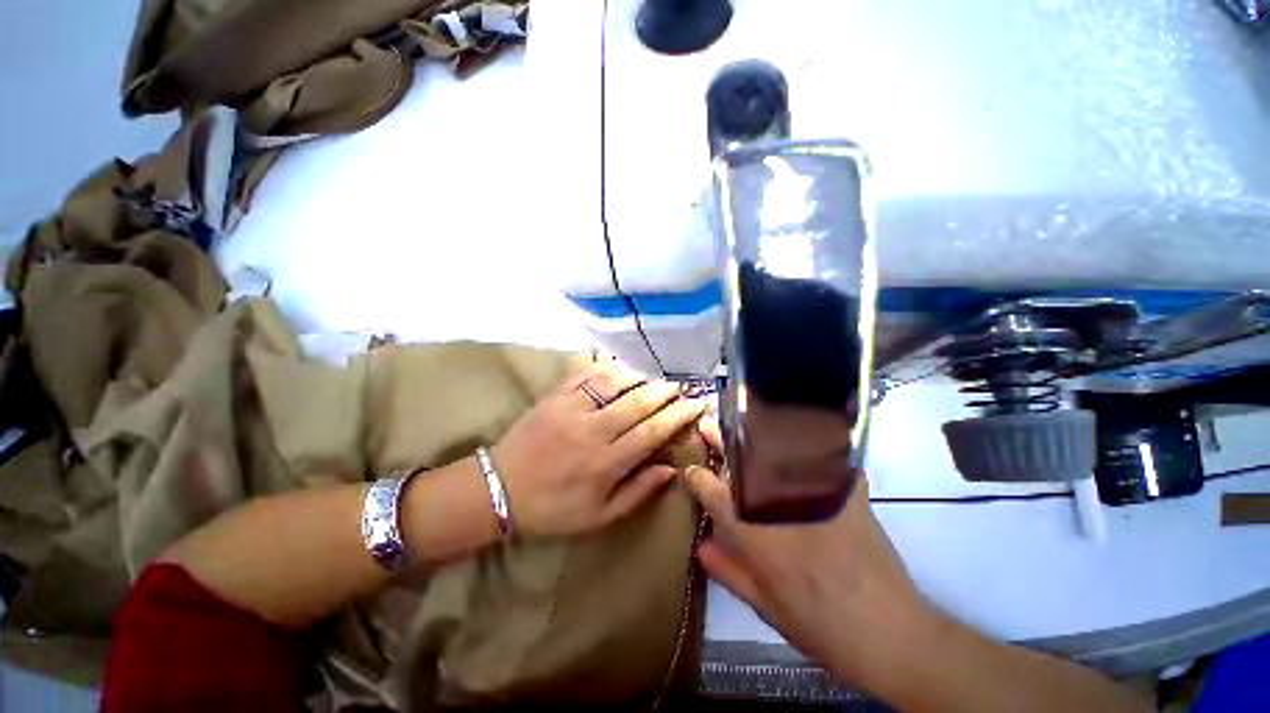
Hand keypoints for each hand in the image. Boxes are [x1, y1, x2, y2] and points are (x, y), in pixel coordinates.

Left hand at [492, 360, 705, 537]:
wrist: (500, 490)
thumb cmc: (553, 509)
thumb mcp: (599, 516)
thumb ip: (637, 492)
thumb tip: (670, 469)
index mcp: (606, 463)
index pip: (653, 432)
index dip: (678, 416)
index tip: (695, 405)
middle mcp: (593, 431)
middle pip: (638, 402)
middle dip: (665, 392)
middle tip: (680, 387)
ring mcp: (572, 409)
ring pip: (614, 383)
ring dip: (638, 377)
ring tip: (652, 379)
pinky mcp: (554, 397)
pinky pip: (585, 374)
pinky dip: (606, 367)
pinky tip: (619, 367)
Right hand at [684, 420, 929, 681]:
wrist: (888, 631)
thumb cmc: (818, 623)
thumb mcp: (764, 605)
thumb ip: (729, 570)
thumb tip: (701, 545)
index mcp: (750, 530)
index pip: (710, 490)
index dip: (696, 478)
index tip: (692, 470)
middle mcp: (773, 501)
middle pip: (738, 458)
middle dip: (719, 439)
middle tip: (708, 424)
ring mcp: (809, 488)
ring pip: (772, 447)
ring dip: (751, 430)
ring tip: (737, 420)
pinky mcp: (844, 486)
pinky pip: (820, 451)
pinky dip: (804, 437)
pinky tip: (793, 428)